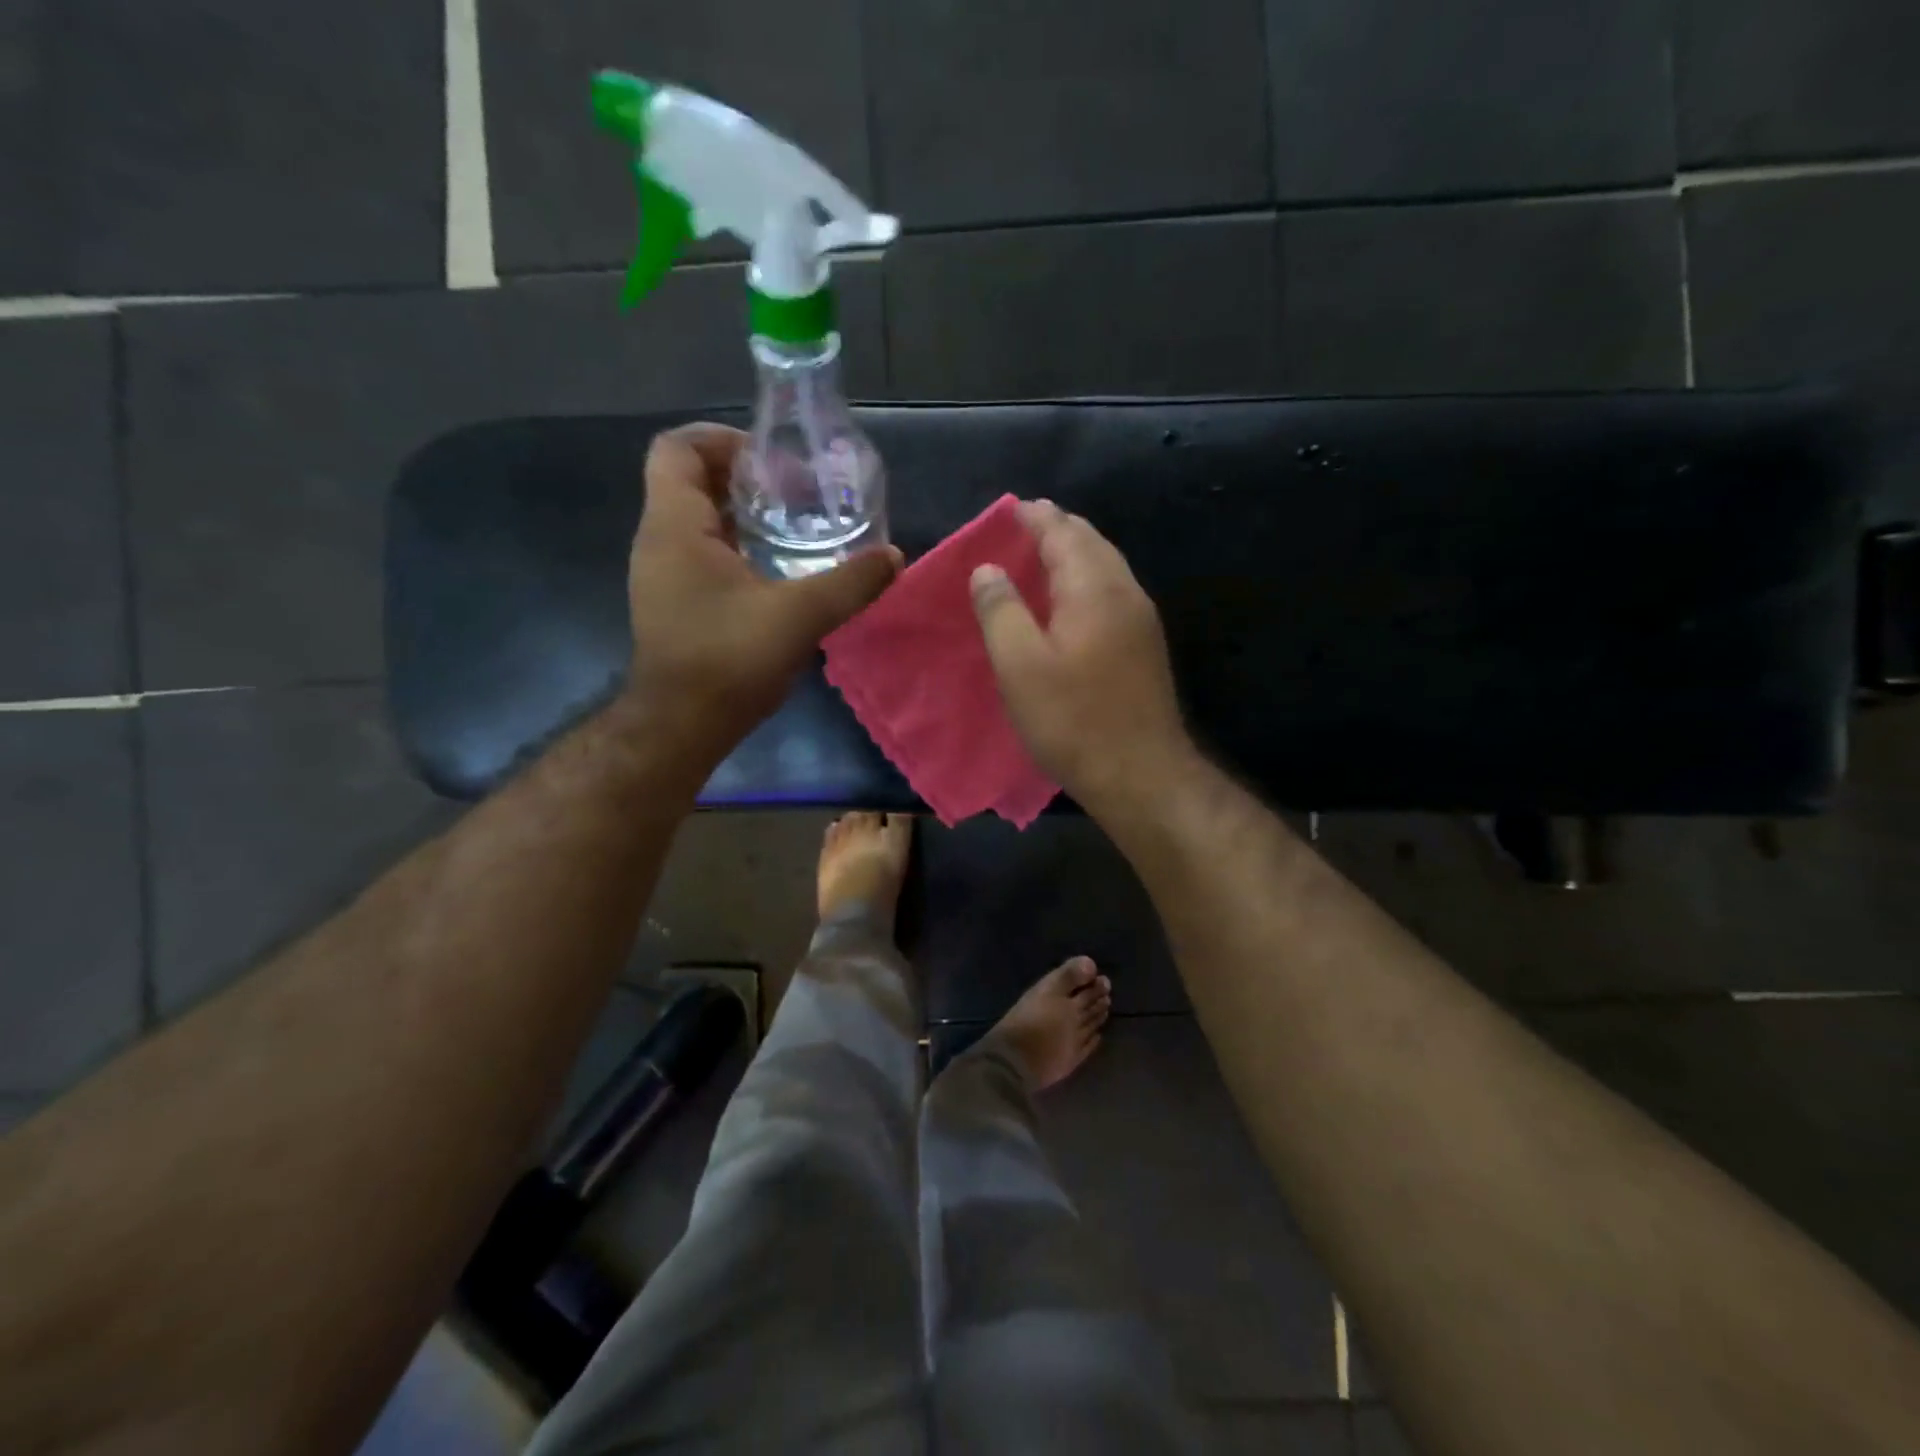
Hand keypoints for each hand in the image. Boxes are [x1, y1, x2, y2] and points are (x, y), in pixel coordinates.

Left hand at [625, 423, 900, 755]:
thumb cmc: (728, 660)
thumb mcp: (799, 616)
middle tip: (796, 491)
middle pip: (691, 481)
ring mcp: (663, 575)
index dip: (722, 439)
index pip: (677, 448)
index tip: (771, 460)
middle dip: (744, 478)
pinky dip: (738, 548)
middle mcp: (659, 541)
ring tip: (796, 527)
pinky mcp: (675, 603)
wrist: (681, 727)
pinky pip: (703, 554)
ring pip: (699, 521)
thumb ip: (850, 583)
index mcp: (675, 526)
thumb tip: (894, 558)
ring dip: (744, 516)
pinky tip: (779, 571)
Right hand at [970, 500, 1192, 811]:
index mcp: (1094, 589)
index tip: (1011, 509)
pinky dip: (1087, 579)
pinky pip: (1112, 592)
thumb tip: (987, 569)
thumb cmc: (1073, 719)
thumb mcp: (1020, 666)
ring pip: (1106, 567)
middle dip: (1058, 529)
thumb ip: (1000, 611)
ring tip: (1044, 555)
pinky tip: (1070, 600)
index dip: (1035, 518)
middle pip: (1091, 543)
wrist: (1140, 773)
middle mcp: (1125, 593)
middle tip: (1025, 526)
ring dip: (1075, 553)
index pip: (1063, 534)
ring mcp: (1142, 620)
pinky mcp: (1145, 646)